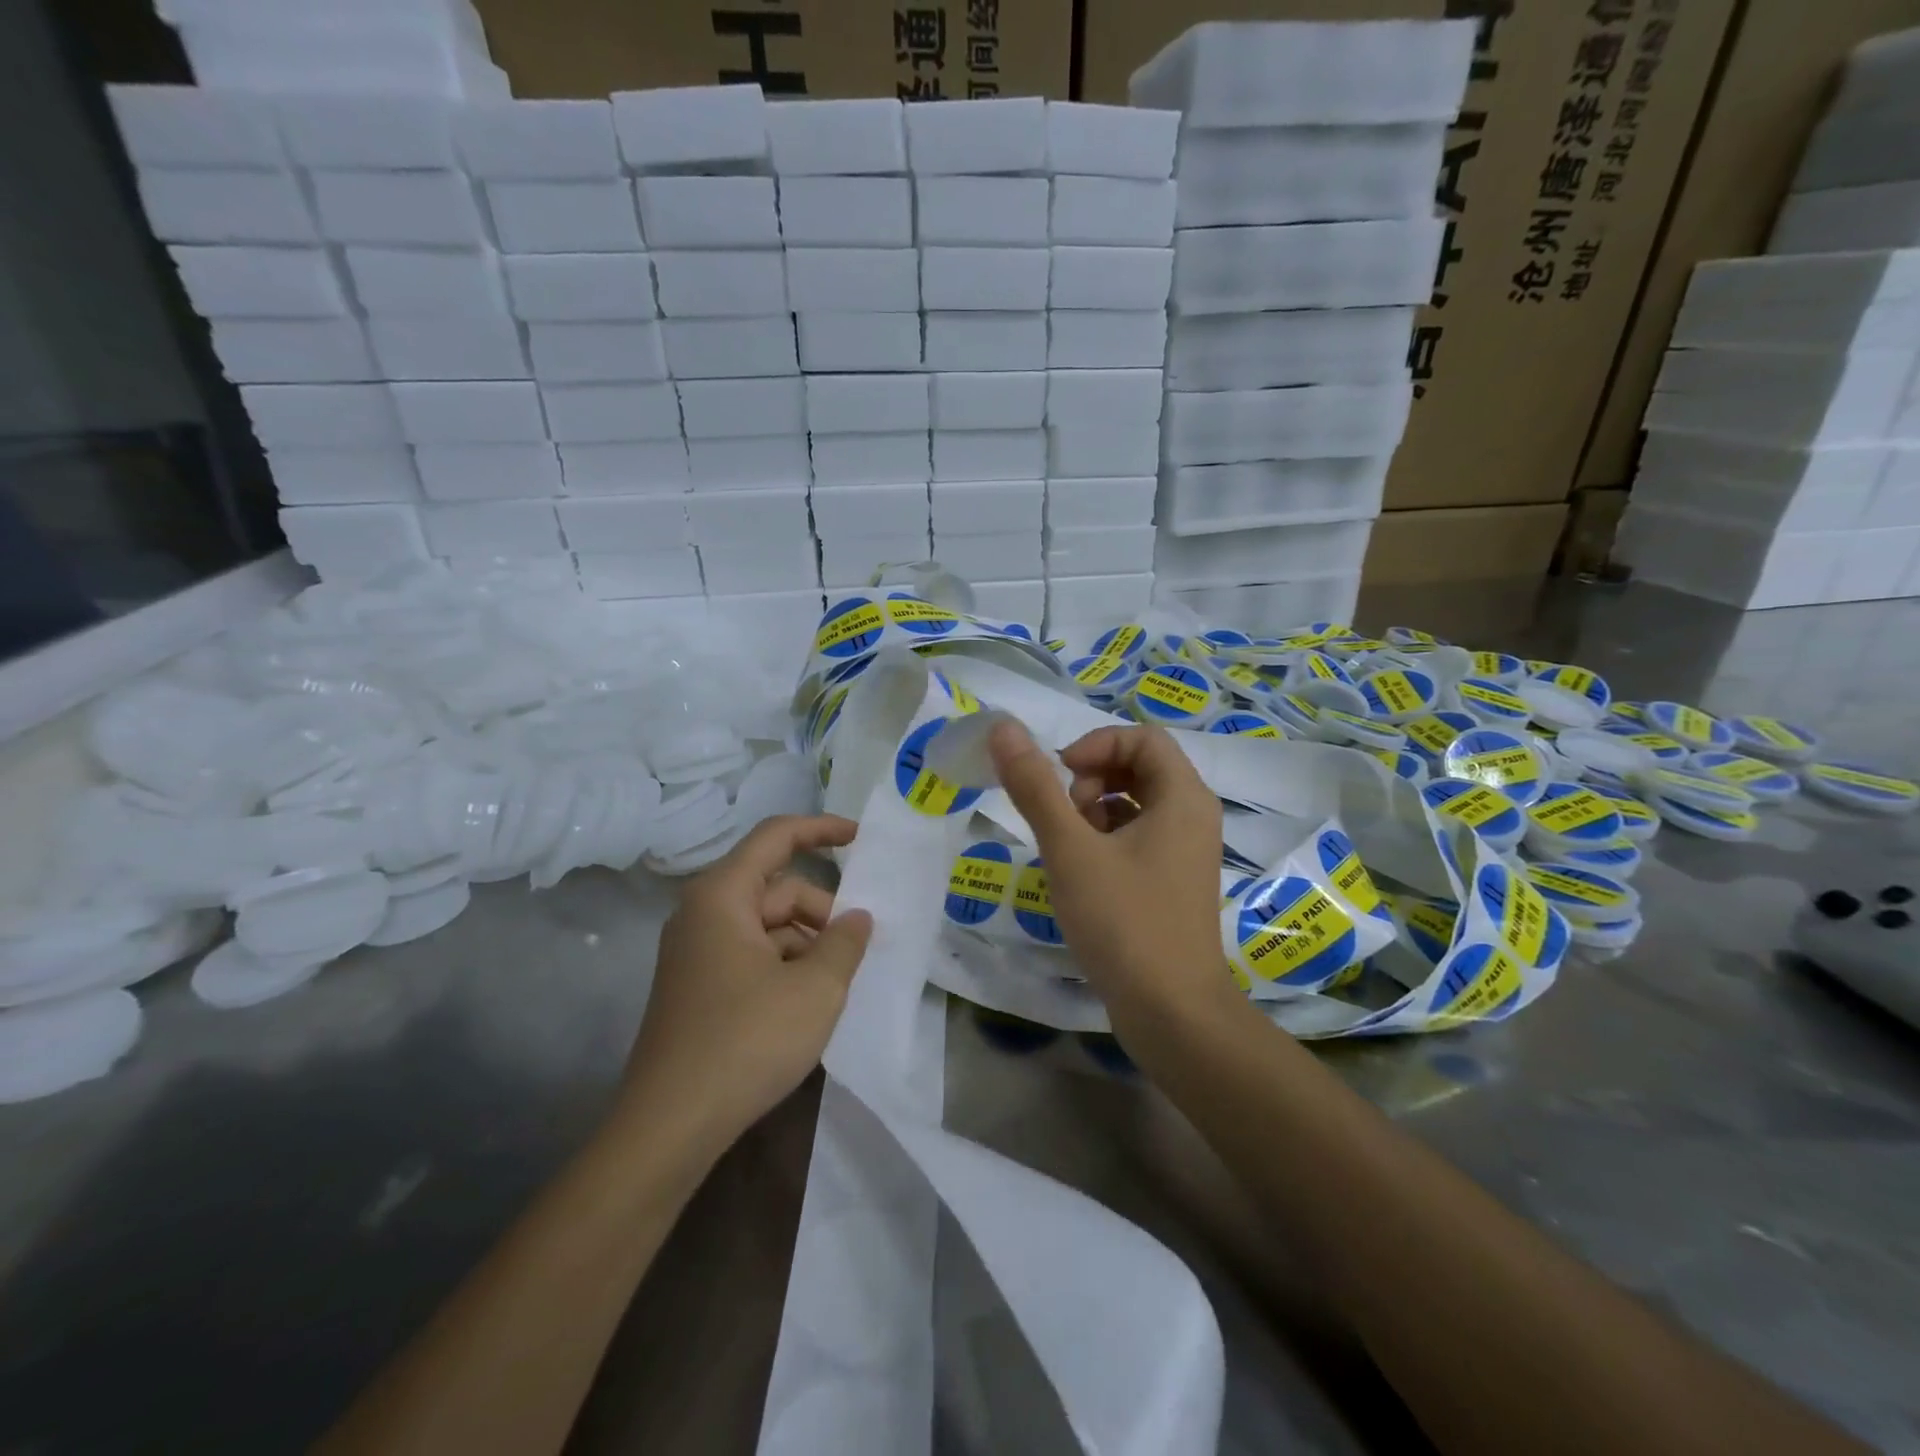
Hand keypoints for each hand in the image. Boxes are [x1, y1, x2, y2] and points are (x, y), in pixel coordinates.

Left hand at [623, 815, 873, 1152]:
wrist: (669, 1127)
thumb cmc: (747, 1041)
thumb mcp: (815, 989)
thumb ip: (844, 942)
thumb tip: (858, 918)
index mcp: (722, 896)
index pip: (776, 837)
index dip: (821, 829)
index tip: (861, 838)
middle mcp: (703, 914)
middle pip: (776, 888)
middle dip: (823, 910)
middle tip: (860, 946)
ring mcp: (697, 952)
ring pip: (767, 925)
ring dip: (808, 942)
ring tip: (839, 982)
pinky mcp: (698, 986)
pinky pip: (752, 954)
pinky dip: (787, 965)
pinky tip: (810, 1002)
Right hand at [989, 721, 1235, 1030]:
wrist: (1172, 1012)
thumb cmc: (1123, 922)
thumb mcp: (1070, 849)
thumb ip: (1034, 786)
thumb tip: (1002, 726)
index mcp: (1183, 797)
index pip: (1140, 737)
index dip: (1094, 746)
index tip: (1060, 778)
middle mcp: (1194, 816)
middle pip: (1139, 766)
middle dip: (1093, 780)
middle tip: (1066, 818)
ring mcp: (1187, 851)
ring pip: (1136, 803)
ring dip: (1096, 810)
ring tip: (1072, 850)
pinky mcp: (1175, 880)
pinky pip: (1140, 836)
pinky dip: (1108, 840)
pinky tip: (1085, 875)